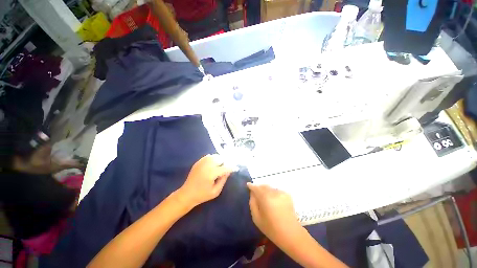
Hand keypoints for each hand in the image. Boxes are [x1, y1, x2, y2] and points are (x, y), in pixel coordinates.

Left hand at [176, 154, 232, 207]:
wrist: (187, 194)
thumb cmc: (202, 195)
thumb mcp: (216, 191)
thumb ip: (223, 180)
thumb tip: (229, 171)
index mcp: (211, 173)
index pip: (225, 167)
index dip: (231, 167)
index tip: (236, 168)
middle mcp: (207, 165)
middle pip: (220, 158)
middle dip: (224, 163)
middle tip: (224, 169)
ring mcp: (201, 162)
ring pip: (214, 156)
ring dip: (219, 160)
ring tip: (218, 167)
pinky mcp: (198, 162)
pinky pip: (208, 156)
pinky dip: (212, 159)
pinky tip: (212, 165)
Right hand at [247, 183, 299, 241]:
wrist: (290, 233)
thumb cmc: (271, 228)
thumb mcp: (256, 218)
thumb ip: (252, 203)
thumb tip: (252, 193)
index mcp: (265, 198)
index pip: (256, 187)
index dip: (251, 186)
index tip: (248, 185)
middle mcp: (273, 192)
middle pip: (263, 186)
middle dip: (258, 187)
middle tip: (256, 193)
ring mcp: (281, 193)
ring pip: (270, 188)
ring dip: (266, 190)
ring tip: (265, 198)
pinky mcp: (287, 194)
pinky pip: (276, 190)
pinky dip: (273, 193)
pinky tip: (273, 201)